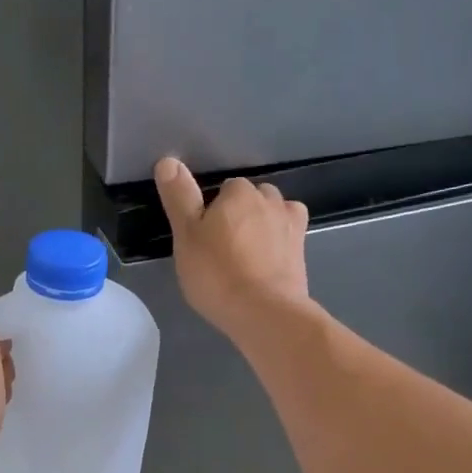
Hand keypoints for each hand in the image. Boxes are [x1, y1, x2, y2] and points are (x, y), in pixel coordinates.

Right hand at [154, 156, 310, 342]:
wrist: (265, 312)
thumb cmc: (217, 273)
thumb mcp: (185, 235)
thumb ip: (179, 197)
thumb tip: (169, 160)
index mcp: (239, 192)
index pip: (224, 189)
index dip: (211, 211)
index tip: (202, 236)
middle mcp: (270, 200)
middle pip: (251, 199)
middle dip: (239, 215)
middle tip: (220, 248)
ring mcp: (291, 226)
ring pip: (272, 215)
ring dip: (261, 227)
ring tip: (244, 257)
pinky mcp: (302, 252)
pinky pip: (287, 238)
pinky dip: (277, 245)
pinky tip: (265, 265)